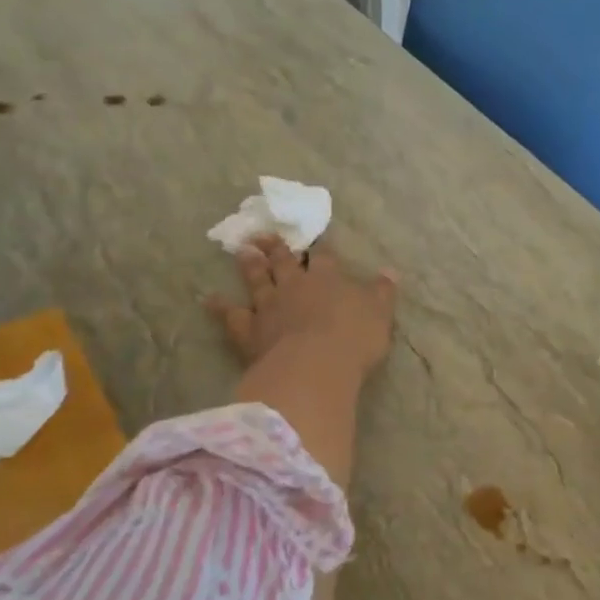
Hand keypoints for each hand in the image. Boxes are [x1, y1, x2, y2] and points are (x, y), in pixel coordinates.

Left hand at [207, 235, 397, 380]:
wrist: (316, 365)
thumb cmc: (354, 338)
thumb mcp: (380, 313)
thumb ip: (382, 292)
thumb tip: (390, 271)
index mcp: (328, 279)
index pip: (325, 258)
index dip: (322, 248)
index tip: (318, 239)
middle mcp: (295, 286)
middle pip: (284, 262)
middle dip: (276, 248)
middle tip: (263, 234)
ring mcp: (269, 307)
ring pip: (257, 280)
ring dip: (250, 265)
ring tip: (242, 250)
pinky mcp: (250, 330)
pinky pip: (231, 316)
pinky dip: (220, 307)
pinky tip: (208, 299)